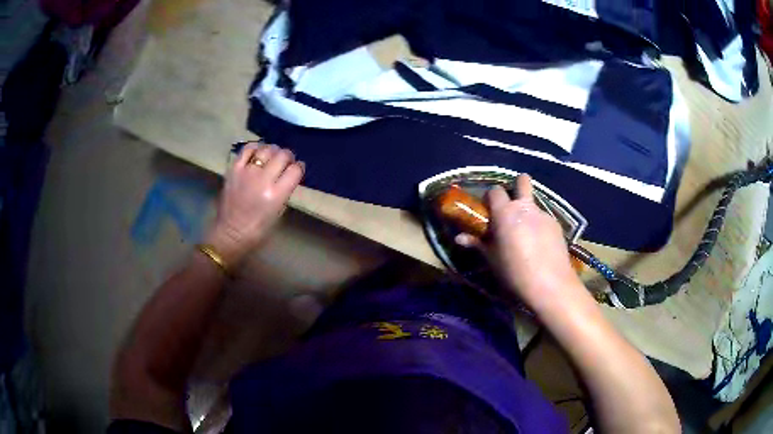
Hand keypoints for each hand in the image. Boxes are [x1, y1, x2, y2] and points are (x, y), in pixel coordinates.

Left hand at [205, 142, 304, 265]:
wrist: (231, 233)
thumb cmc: (257, 230)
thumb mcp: (278, 213)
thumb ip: (284, 191)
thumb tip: (287, 176)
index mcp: (277, 195)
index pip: (295, 170)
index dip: (299, 167)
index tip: (298, 168)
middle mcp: (263, 180)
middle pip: (283, 155)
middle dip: (288, 156)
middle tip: (286, 161)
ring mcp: (247, 172)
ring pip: (267, 149)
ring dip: (273, 150)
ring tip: (272, 156)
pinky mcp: (234, 169)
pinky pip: (247, 149)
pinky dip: (256, 147)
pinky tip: (258, 152)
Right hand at [455, 175, 588, 314]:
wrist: (549, 284)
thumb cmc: (514, 272)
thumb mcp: (492, 259)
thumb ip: (477, 244)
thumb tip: (459, 238)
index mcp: (505, 213)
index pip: (495, 191)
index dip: (490, 197)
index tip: (489, 209)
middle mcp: (525, 207)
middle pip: (522, 181)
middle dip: (518, 184)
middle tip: (513, 203)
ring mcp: (544, 214)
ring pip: (534, 203)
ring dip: (528, 211)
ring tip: (527, 234)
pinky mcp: (557, 225)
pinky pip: (544, 219)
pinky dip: (540, 226)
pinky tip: (541, 245)